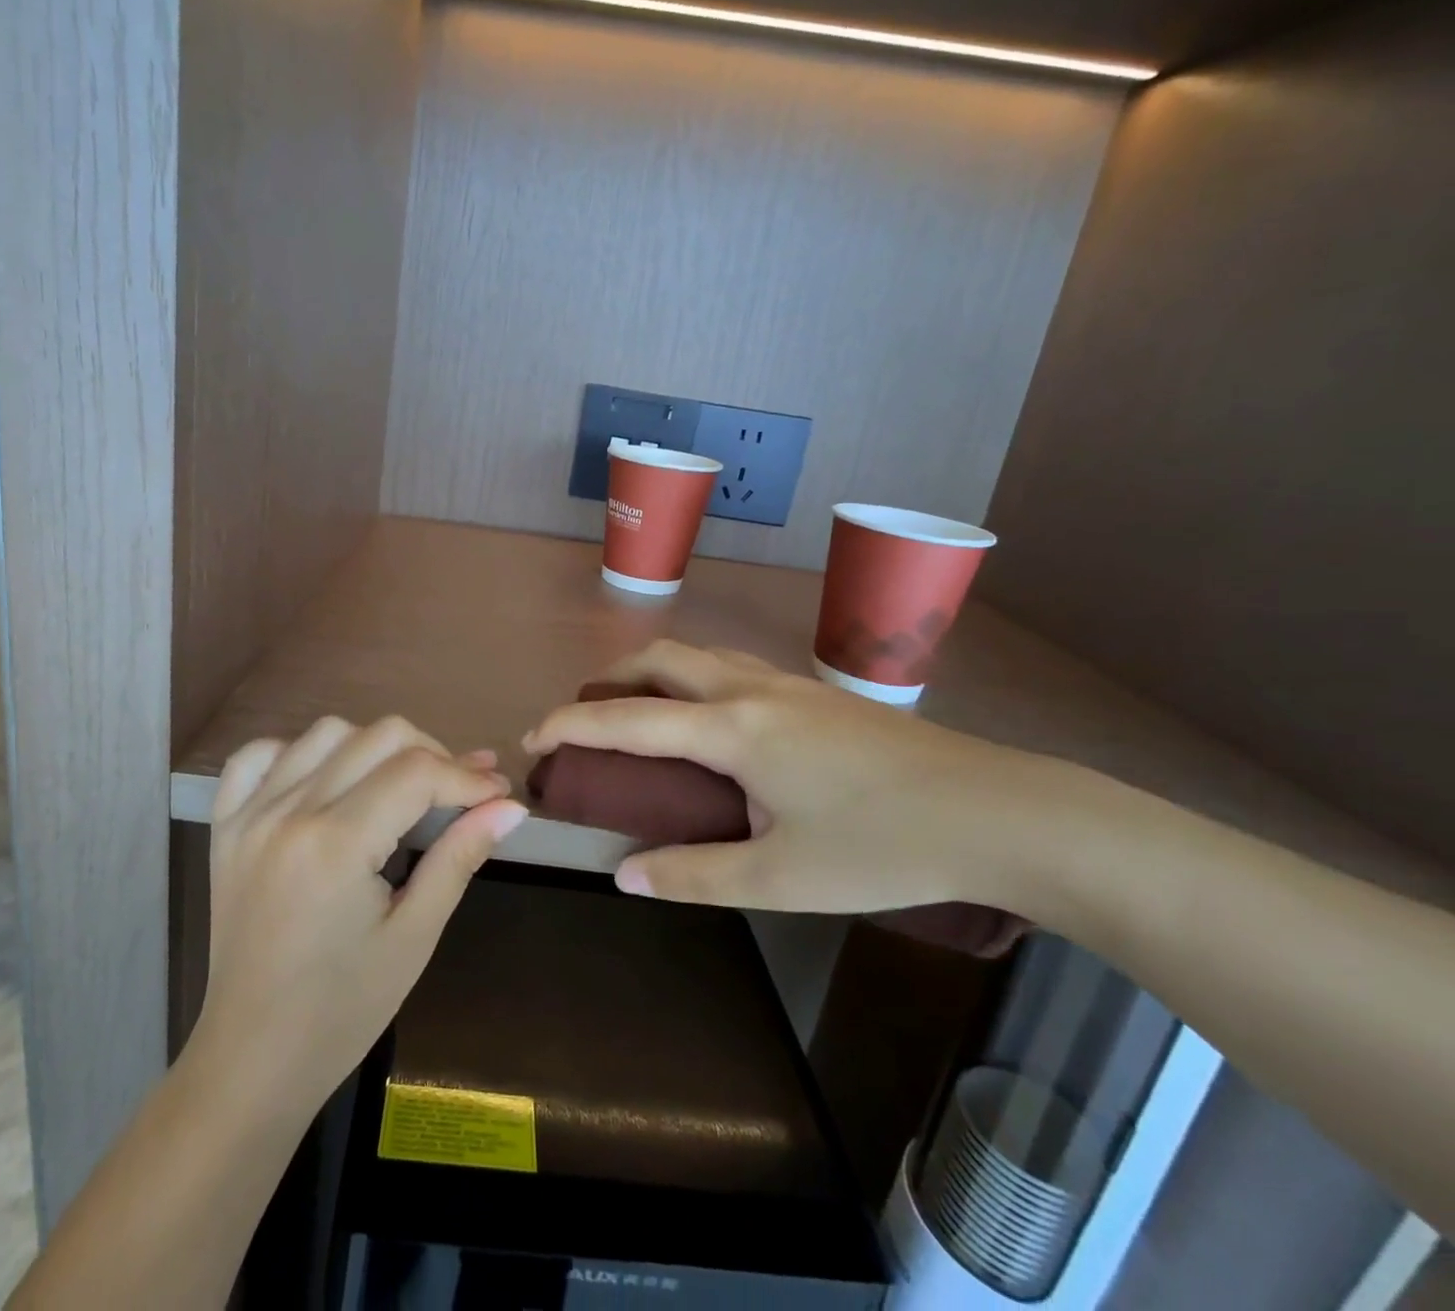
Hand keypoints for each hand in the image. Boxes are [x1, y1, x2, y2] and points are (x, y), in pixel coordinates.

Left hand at [193, 716, 525, 1112]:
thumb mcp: (415, 934)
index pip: (418, 772)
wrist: (253, 1058)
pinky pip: (257, 756)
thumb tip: (510, 806)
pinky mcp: (226, 825)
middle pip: (378, 736)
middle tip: (458, 792)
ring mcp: (250, 814)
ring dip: (373, 747)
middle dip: (432, 754)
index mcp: (336, 845)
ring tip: (398, 786)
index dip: (467, 775)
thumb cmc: (344, 1009)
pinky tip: (324, 781)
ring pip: (326, 733)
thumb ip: (460, 857)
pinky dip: (298, 753)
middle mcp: (289, 812)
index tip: (498, 791)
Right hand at [524, 641, 1060, 918]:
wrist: (998, 812)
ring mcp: (787, 684)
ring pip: (697, 655)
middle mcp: (751, 689)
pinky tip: (709, 721)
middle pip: (658, 659)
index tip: (534, 735)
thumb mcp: (780, 879)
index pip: (629, 718)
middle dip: (607, 681)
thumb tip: (624, 873)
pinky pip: (730, 666)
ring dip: (652, 674)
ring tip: (637, 715)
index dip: (573, 724)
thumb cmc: (884, 847)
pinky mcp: (815, 694)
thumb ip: (694, 874)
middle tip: (584, 721)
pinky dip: (692, 678)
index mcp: (733, 729)